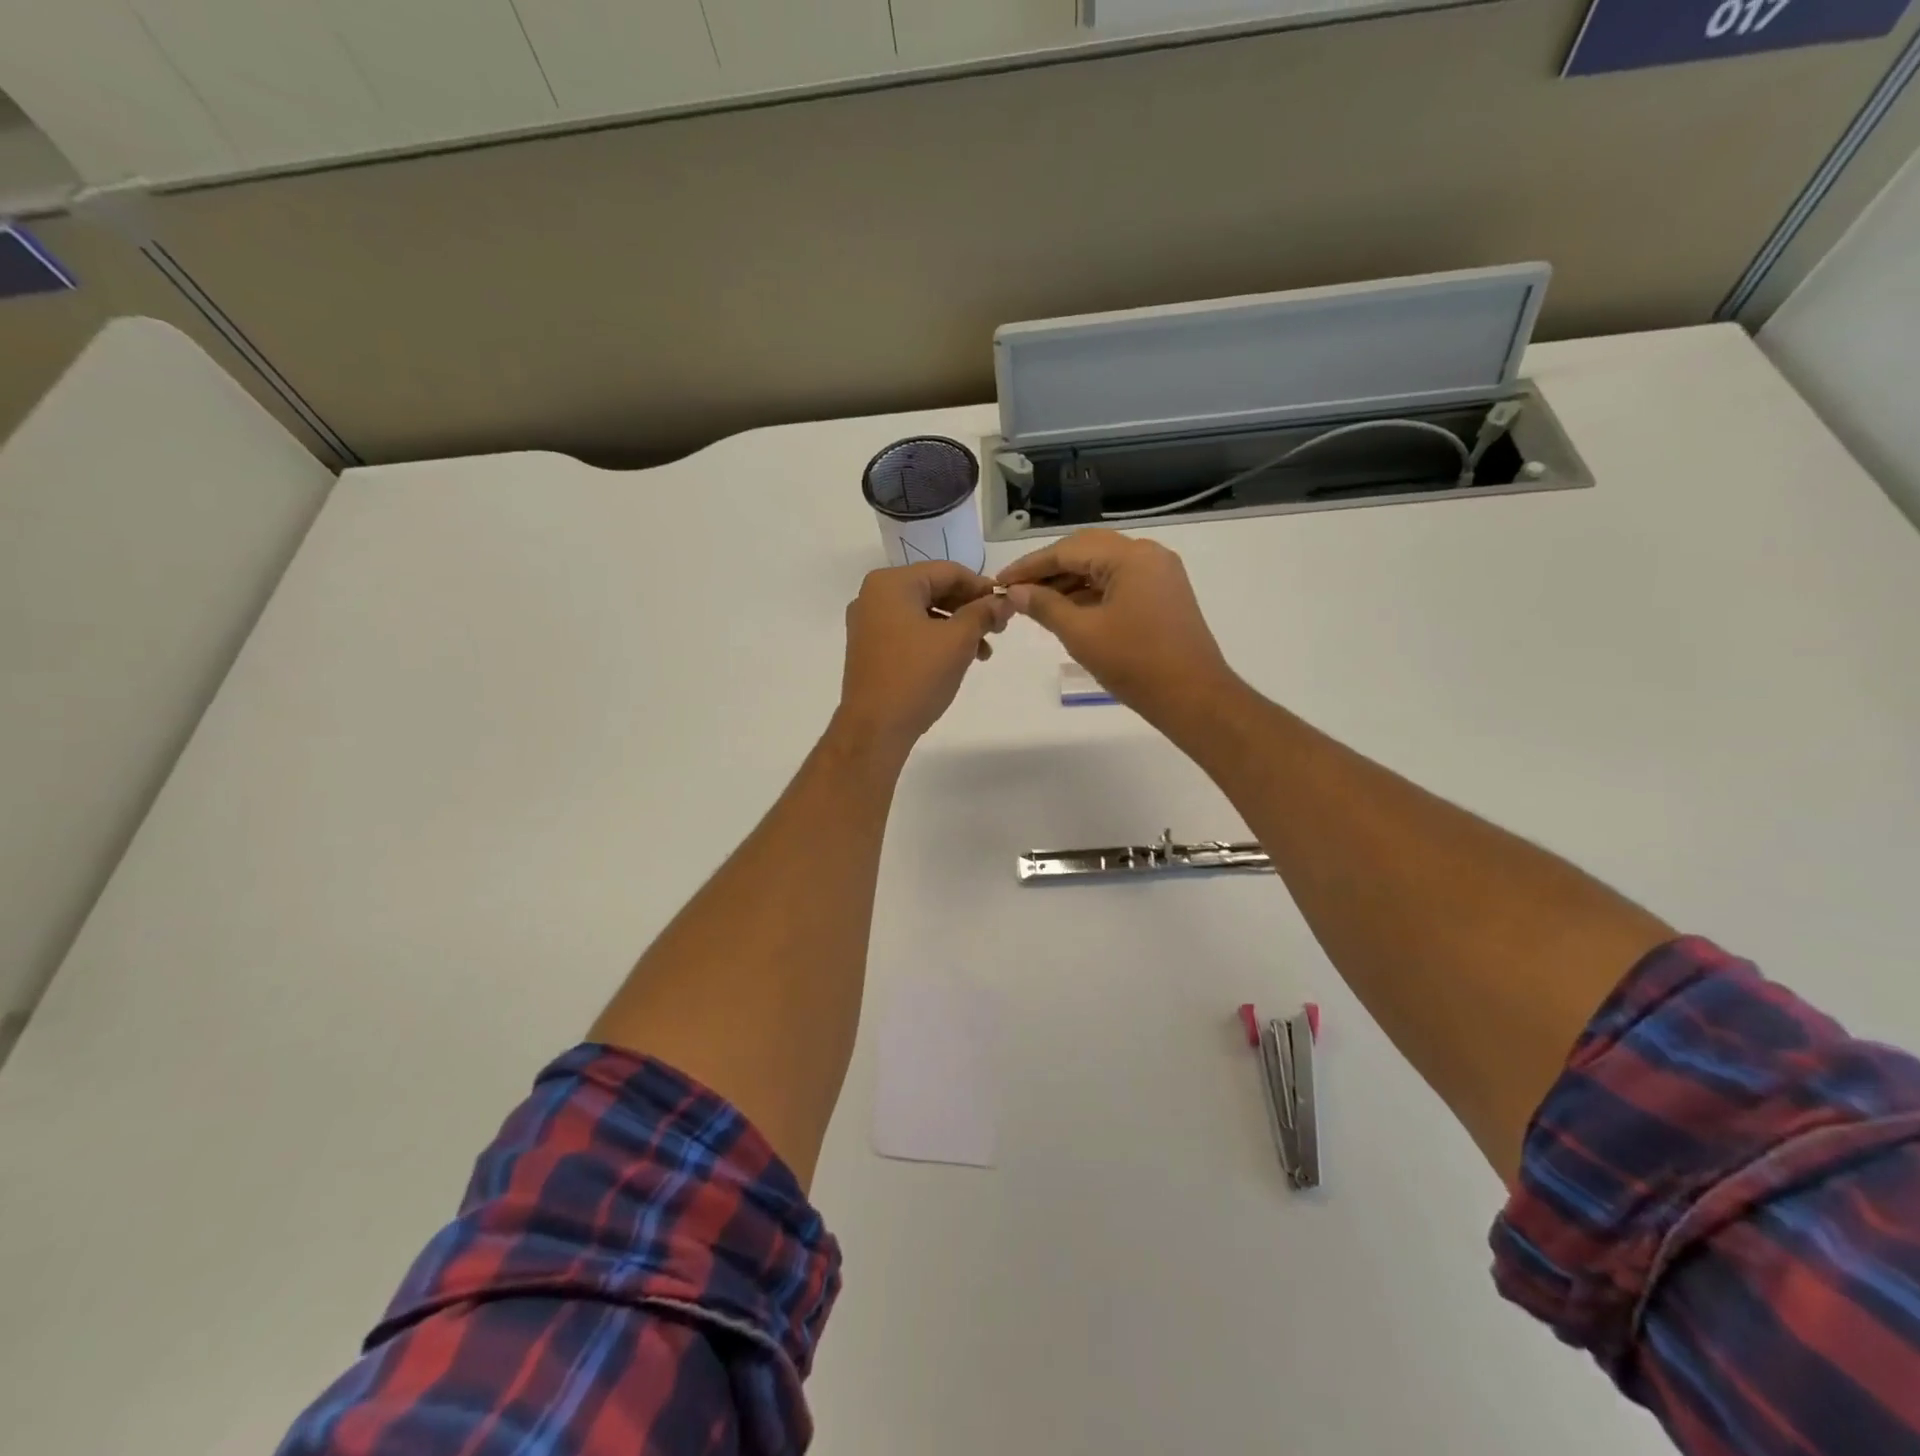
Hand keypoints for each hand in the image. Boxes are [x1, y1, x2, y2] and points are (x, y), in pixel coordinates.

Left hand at [834, 562, 1011, 757]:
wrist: (875, 728)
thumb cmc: (916, 677)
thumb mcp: (958, 641)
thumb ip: (983, 613)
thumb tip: (1005, 600)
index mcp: (891, 583)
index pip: (947, 571)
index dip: (982, 587)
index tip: (1007, 606)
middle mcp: (874, 596)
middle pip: (934, 590)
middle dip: (969, 609)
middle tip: (999, 630)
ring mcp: (868, 623)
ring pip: (923, 613)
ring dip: (956, 627)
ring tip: (983, 652)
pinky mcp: (870, 648)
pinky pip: (909, 631)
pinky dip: (936, 639)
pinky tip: (957, 659)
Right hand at [997, 529, 1239, 735]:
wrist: (1193, 697)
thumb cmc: (1135, 663)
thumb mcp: (1081, 634)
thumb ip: (1045, 606)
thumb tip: (1015, 592)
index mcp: (1130, 557)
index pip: (1068, 550)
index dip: (1030, 566)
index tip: (1000, 580)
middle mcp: (1148, 555)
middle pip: (1086, 551)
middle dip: (1049, 570)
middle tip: (1016, 591)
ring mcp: (1160, 574)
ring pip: (1103, 568)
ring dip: (1069, 582)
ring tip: (1035, 604)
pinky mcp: (1164, 595)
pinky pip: (1119, 583)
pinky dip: (1091, 594)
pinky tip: (1067, 611)